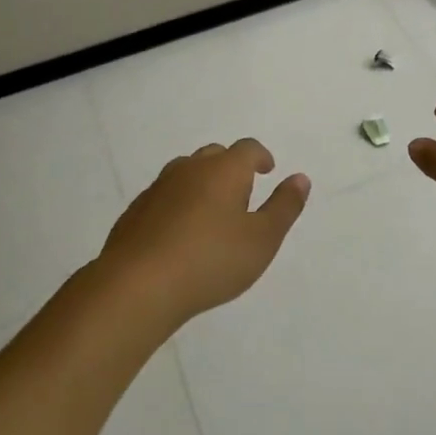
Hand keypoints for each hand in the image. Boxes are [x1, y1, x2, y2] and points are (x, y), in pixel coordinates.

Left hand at [98, 139, 309, 323]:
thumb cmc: (211, 260)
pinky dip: (178, 205)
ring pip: (185, 173)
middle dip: (231, 168)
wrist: (138, 286)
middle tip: (242, 194)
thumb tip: (300, 178)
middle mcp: (189, 170)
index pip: (247, 149)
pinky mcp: (135, 212)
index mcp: (224, 170)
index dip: (261, 157)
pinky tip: (180, 234)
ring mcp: (157, 189)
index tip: (268, 171)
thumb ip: (284, 207)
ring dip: (202, 184)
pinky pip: (164, 197)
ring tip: (211, 214)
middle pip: (214, 155)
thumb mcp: (263, 239)